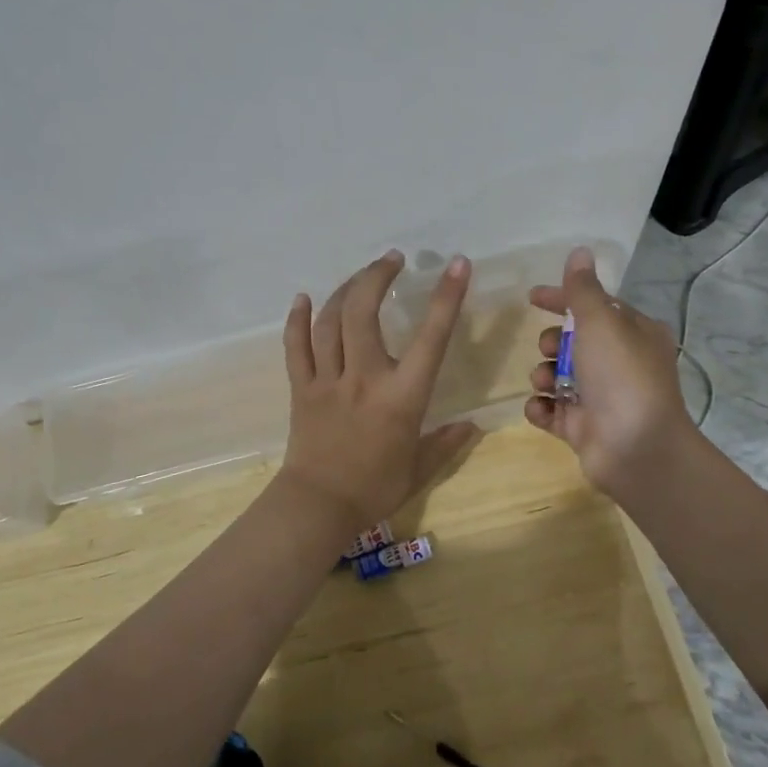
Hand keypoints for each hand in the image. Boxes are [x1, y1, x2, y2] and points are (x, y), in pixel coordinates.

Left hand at [278, 250, 480, 531]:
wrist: (318, 507)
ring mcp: (328, 379)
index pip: (430, 338)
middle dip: (377, 276)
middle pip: (363, 312)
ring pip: (330, 321)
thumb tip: (472, 425)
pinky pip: (296, 345)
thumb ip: (447, 442)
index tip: (458, 265)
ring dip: (347, 289)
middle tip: (393, 259)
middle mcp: (364, 377)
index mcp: (402, 396)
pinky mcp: (301, 387)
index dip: (447, 298)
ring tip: (363, 274)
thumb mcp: (420, 467)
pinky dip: (296, 319)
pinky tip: (302, 298)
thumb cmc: (375, 488)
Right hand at [525, 246, 696, 498]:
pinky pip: (551, 410)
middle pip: (573, 342)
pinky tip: (540, 407)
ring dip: (543, 375)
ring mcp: (601, 398)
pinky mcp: (582, 427)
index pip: (595, 306)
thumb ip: (582, 289)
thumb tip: (579, 252)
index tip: (531, 297)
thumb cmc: (621, 376)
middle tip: (548, 349)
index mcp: (634, 334)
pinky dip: (541, 407)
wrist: (635, 449)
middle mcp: (620, 363)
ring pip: (558, 376)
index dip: (562, 299)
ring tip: (544, 382)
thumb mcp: (601, 322)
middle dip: (552, 342)